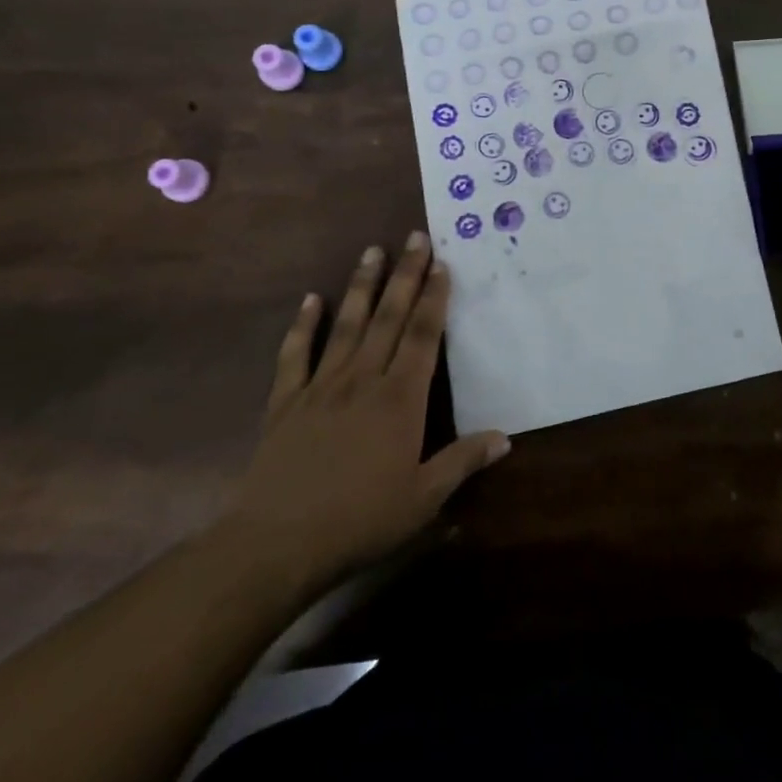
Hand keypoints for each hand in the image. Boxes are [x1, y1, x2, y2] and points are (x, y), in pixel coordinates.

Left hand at [217, 234, 509, 598]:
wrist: (277, 544)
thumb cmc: (360, 520)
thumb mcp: (423, 498)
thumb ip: (463, 461)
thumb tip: (505, 438)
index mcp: (400, 399)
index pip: (424, 336)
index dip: (435, 298)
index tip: (442, 264)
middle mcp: (363, 380)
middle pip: (389, 317)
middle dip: (405, 275)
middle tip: (414, 237)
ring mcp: (321, 387)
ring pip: (346, 325)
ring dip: (361, 287)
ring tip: (371, 251)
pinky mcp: (285, 403)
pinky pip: (294, 356)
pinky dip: (302, 326)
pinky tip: (309, 300)